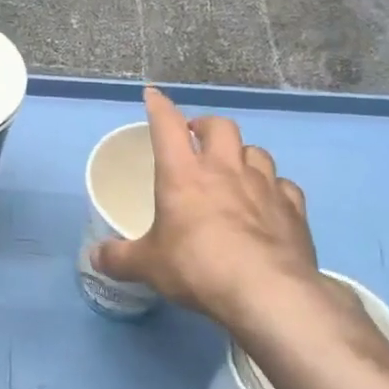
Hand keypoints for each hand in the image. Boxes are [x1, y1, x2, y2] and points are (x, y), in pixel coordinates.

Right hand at [91, 87, 364, 350]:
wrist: (267, 292)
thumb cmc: (197, 267)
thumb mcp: (148, 266)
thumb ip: (120, 258)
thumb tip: (94, 257)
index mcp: (182, 173)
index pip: (167, 125)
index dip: (159, 106)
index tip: (153, 96)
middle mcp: (224, 169)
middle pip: (220, 126)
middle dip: (206, 126)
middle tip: (197, 139)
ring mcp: (264, 186)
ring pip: (256, 152)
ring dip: (243, 155)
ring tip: (235, 170)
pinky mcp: (293, 209)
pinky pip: (285, 186)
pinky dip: (275, 188)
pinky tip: (269, 202)